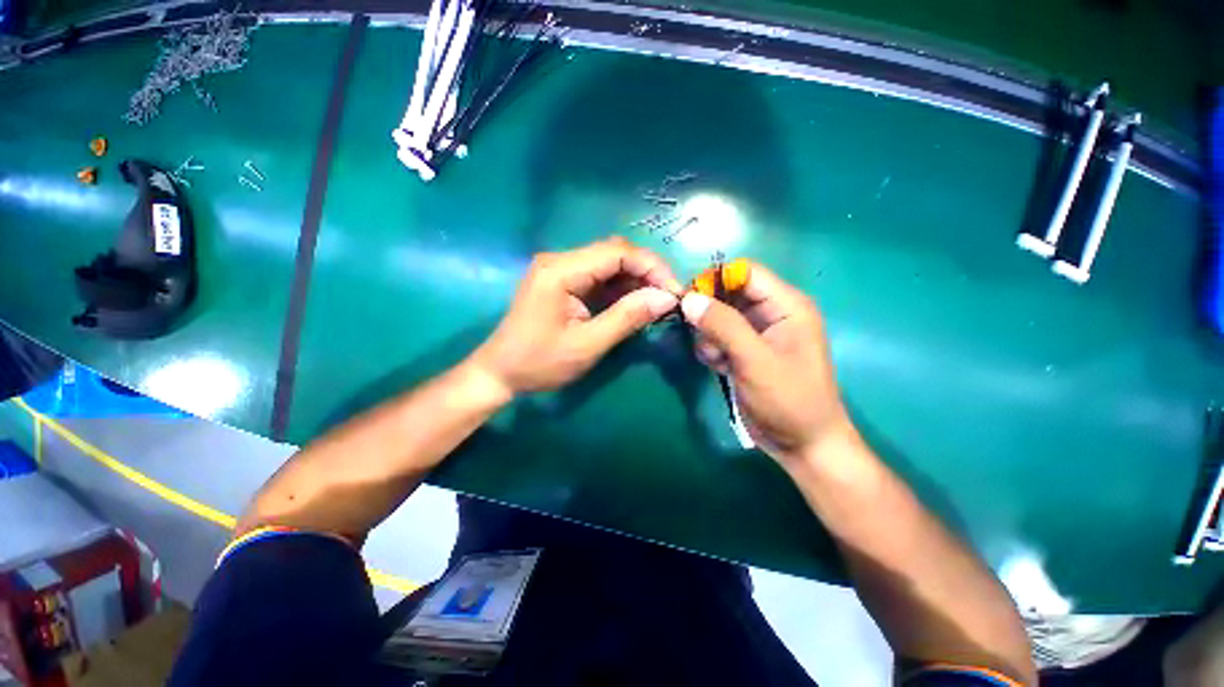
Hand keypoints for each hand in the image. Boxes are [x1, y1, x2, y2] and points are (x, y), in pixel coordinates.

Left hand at [470, 237, 682, 397]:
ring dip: (635, 279)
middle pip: (614, 252)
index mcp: (561, 271)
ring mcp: (559, 269)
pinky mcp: (562, 281)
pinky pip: (598, 276)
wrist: (499, 372)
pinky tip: (634, 303)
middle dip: (646, 271)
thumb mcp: (587, 345)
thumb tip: (666, 299)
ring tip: (656, 302)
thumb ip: (627, 318)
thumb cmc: (539, 362)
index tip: (674, 292)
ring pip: (608, 263)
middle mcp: (559, 260)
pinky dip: (620, 288)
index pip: (617, 252)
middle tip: (668, 298)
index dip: (651, 267)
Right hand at [681, 262, 852, 464]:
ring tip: (716, 358)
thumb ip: (723, 326)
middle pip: (729, 294)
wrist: (802, 445)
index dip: (716, 279)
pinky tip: (718, 367)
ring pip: (719, 317)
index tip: (689, 299)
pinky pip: (718, 337)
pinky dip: (712, 349)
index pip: (746, 272)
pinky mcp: (745, 351)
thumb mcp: (755, 360)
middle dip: (710, 313)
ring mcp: (757, 334)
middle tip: (701, 335)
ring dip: (709, 335)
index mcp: (786, 305)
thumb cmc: (789, 400)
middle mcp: (772, 313)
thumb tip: (689, 298)